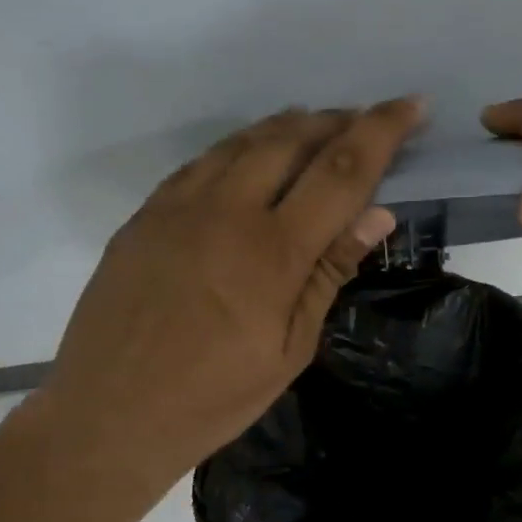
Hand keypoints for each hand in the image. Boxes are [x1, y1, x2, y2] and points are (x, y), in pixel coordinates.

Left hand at [40, 98, 419, 490]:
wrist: (110, 415)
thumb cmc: (213, 399)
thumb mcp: (289, 350)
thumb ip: (329, 274)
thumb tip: (377, 214)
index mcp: (273, 252)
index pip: (341, 171)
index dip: (382, 131)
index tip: (412, 105)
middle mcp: (226, 211)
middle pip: (291, 139)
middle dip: (337, 120)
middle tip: (364, 120)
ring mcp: (178, 207)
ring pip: (243, 142)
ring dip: (288, 126)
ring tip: (316, 125)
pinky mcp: (145, 215)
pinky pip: (201, 163)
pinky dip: (238, 148)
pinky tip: (249, 157)